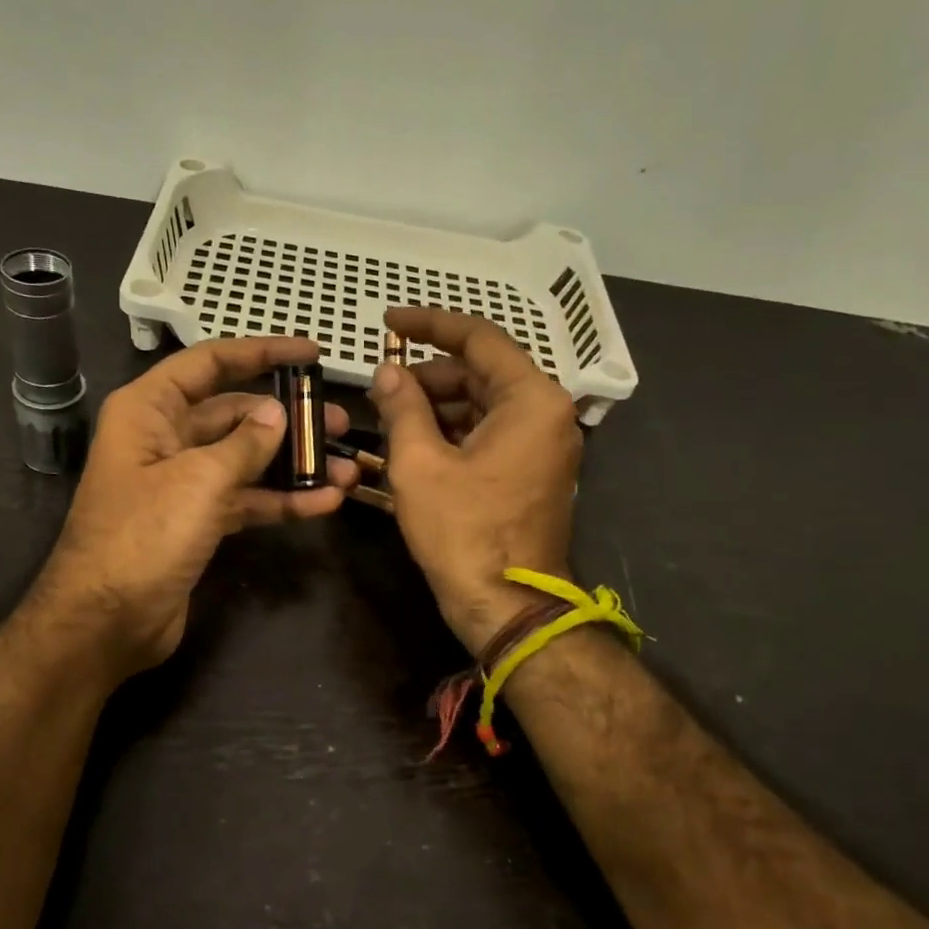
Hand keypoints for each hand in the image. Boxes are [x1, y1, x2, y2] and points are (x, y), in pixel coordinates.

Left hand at [34, 337, 357, 681]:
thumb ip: (245, 443)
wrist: (107, 621)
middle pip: (234, 413)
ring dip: (293, 465)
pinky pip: (245, 499)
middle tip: (340, 422)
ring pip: (246, 460)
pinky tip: (324, 504)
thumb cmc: (143, 536)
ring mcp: (182, 483)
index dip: (262, 352)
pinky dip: (280, 501)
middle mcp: (165, 438)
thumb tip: (276, 414)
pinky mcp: (197, 522)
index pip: (211, 363)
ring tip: (346, 468)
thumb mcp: (199, 480)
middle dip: (287, 418)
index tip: (312, 354)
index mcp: (149, 410)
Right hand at [368, 309, 582, 651]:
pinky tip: (414, 441)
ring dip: (437, 405)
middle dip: (428, 374)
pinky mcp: (532, 472)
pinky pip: (490, 434)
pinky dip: (453, 431)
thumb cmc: (463, 533)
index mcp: (531, 400)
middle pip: (482, 372)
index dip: (429, 324)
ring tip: (389, 416)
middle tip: (380, 387)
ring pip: (483, 404)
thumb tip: (387, 372)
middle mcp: (547, 414)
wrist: (507, 606)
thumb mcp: (419, 464)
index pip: (479, 338)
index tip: (388, 322)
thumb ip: (402, 407)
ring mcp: (543, 445)